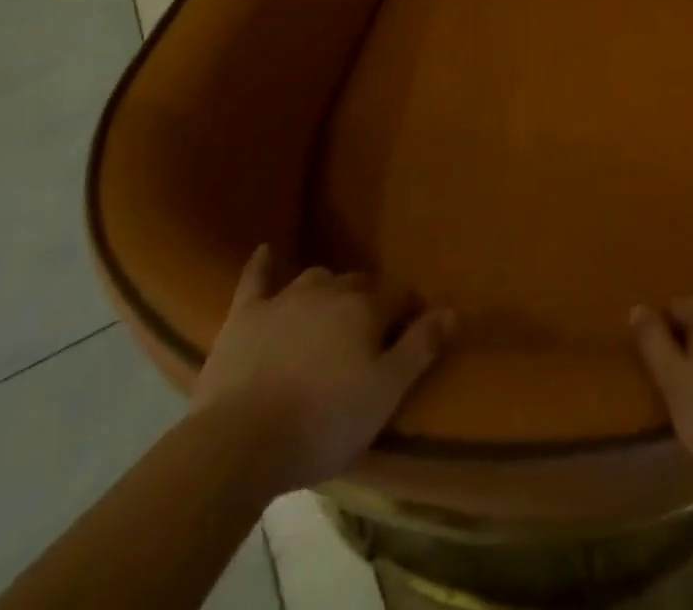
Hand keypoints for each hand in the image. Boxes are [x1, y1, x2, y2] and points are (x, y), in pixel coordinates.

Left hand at [191, 246, 454, 488]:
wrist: (240, 442)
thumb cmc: (324, 421)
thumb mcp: (386, 392)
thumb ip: (421, 347)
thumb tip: (452, 309)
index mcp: (366, 308)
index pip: (400, 296)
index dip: (408, 313)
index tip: (411, 334)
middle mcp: (330, 291)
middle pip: (358, 284)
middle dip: (368, 301)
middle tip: (368, 334)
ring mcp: (284, 299)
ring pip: (316, 279)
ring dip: (327, 290)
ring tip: (329, 311)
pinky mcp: (245, 315)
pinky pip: (256, 279)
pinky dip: (263, 264)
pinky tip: (265, 250)